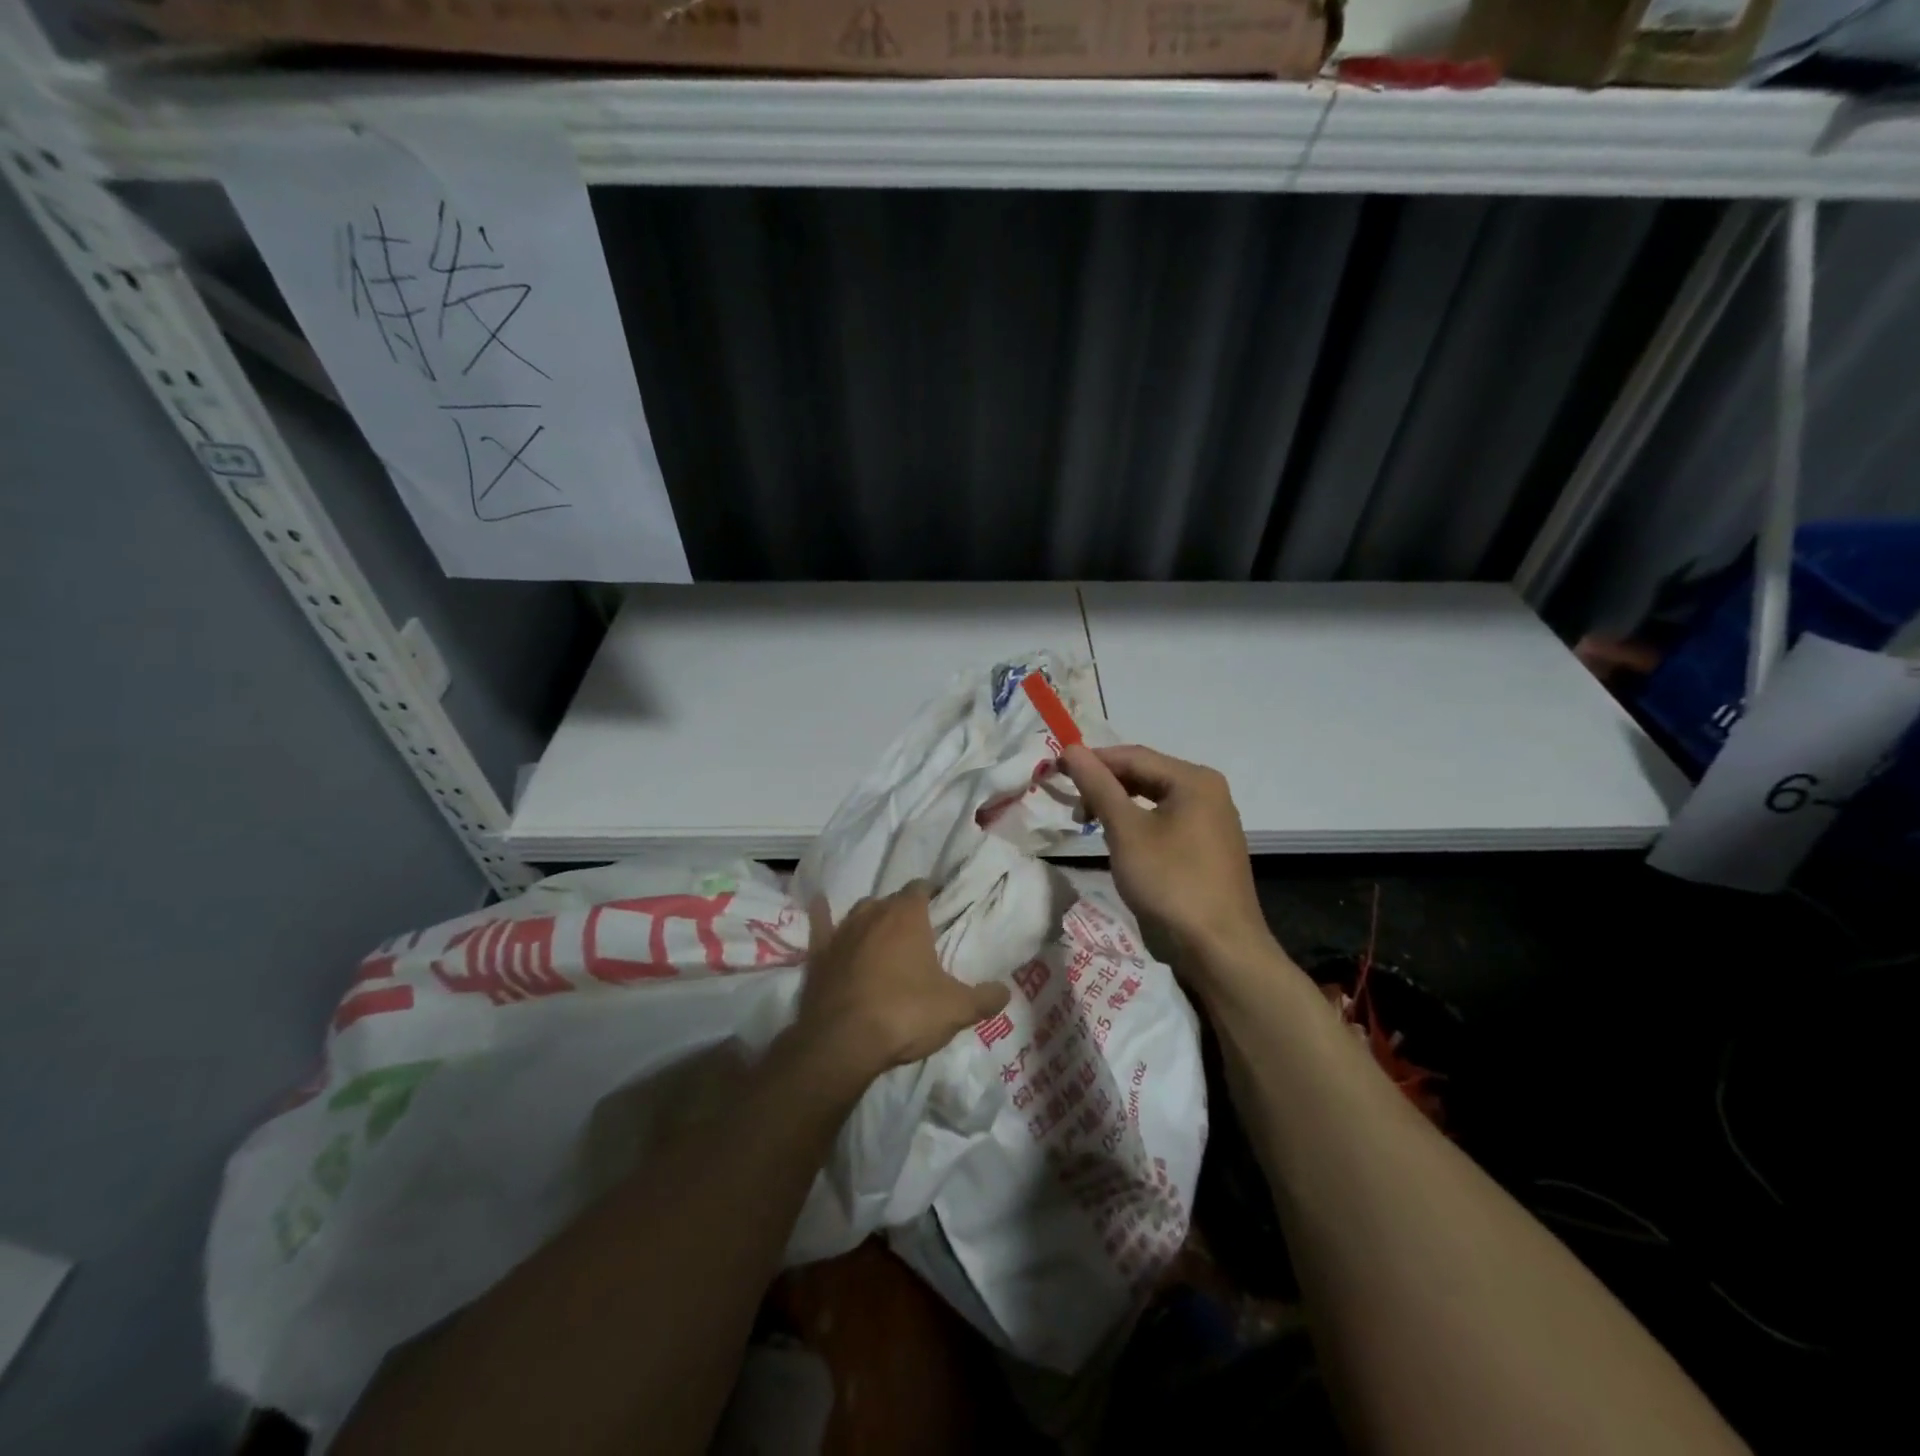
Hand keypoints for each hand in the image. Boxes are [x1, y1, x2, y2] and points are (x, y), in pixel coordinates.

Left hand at [791, 881, 1010, 1085]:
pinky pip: (820, 925)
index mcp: (908, 916)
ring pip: (859, 911)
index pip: (920, 888)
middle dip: (902, 910)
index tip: (939, 905)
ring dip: (871, 917)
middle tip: (916, 931)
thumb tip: (1005, 992)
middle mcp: (873, 913)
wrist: (843, 1042)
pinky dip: (822, 916)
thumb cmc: (905, 1014)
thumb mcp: (956, 1010)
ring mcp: (842, 932)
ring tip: (882, 932)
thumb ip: (984, 998)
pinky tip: (820, 906)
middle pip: (890, 900)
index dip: (930, 894)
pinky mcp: (818, 954)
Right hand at [1061, 744, 1279, 975]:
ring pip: (1154, 799)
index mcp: (1194, 780)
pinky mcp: (1207, 847)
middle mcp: (1208, 792)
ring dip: (1118, 806)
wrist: (1219, 949)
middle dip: (1105, 785)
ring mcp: (1211, 821)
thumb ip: (1098, 786)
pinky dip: (1138, 824)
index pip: (1133, 756)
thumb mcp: (1126, 832)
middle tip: (1072, 805)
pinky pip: (1166, 821)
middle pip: (1145, 774)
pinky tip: (1119, 841)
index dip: (1092, 760)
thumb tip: (1070, 749)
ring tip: (1089, 824)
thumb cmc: (1171, 882)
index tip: (1056, 771)